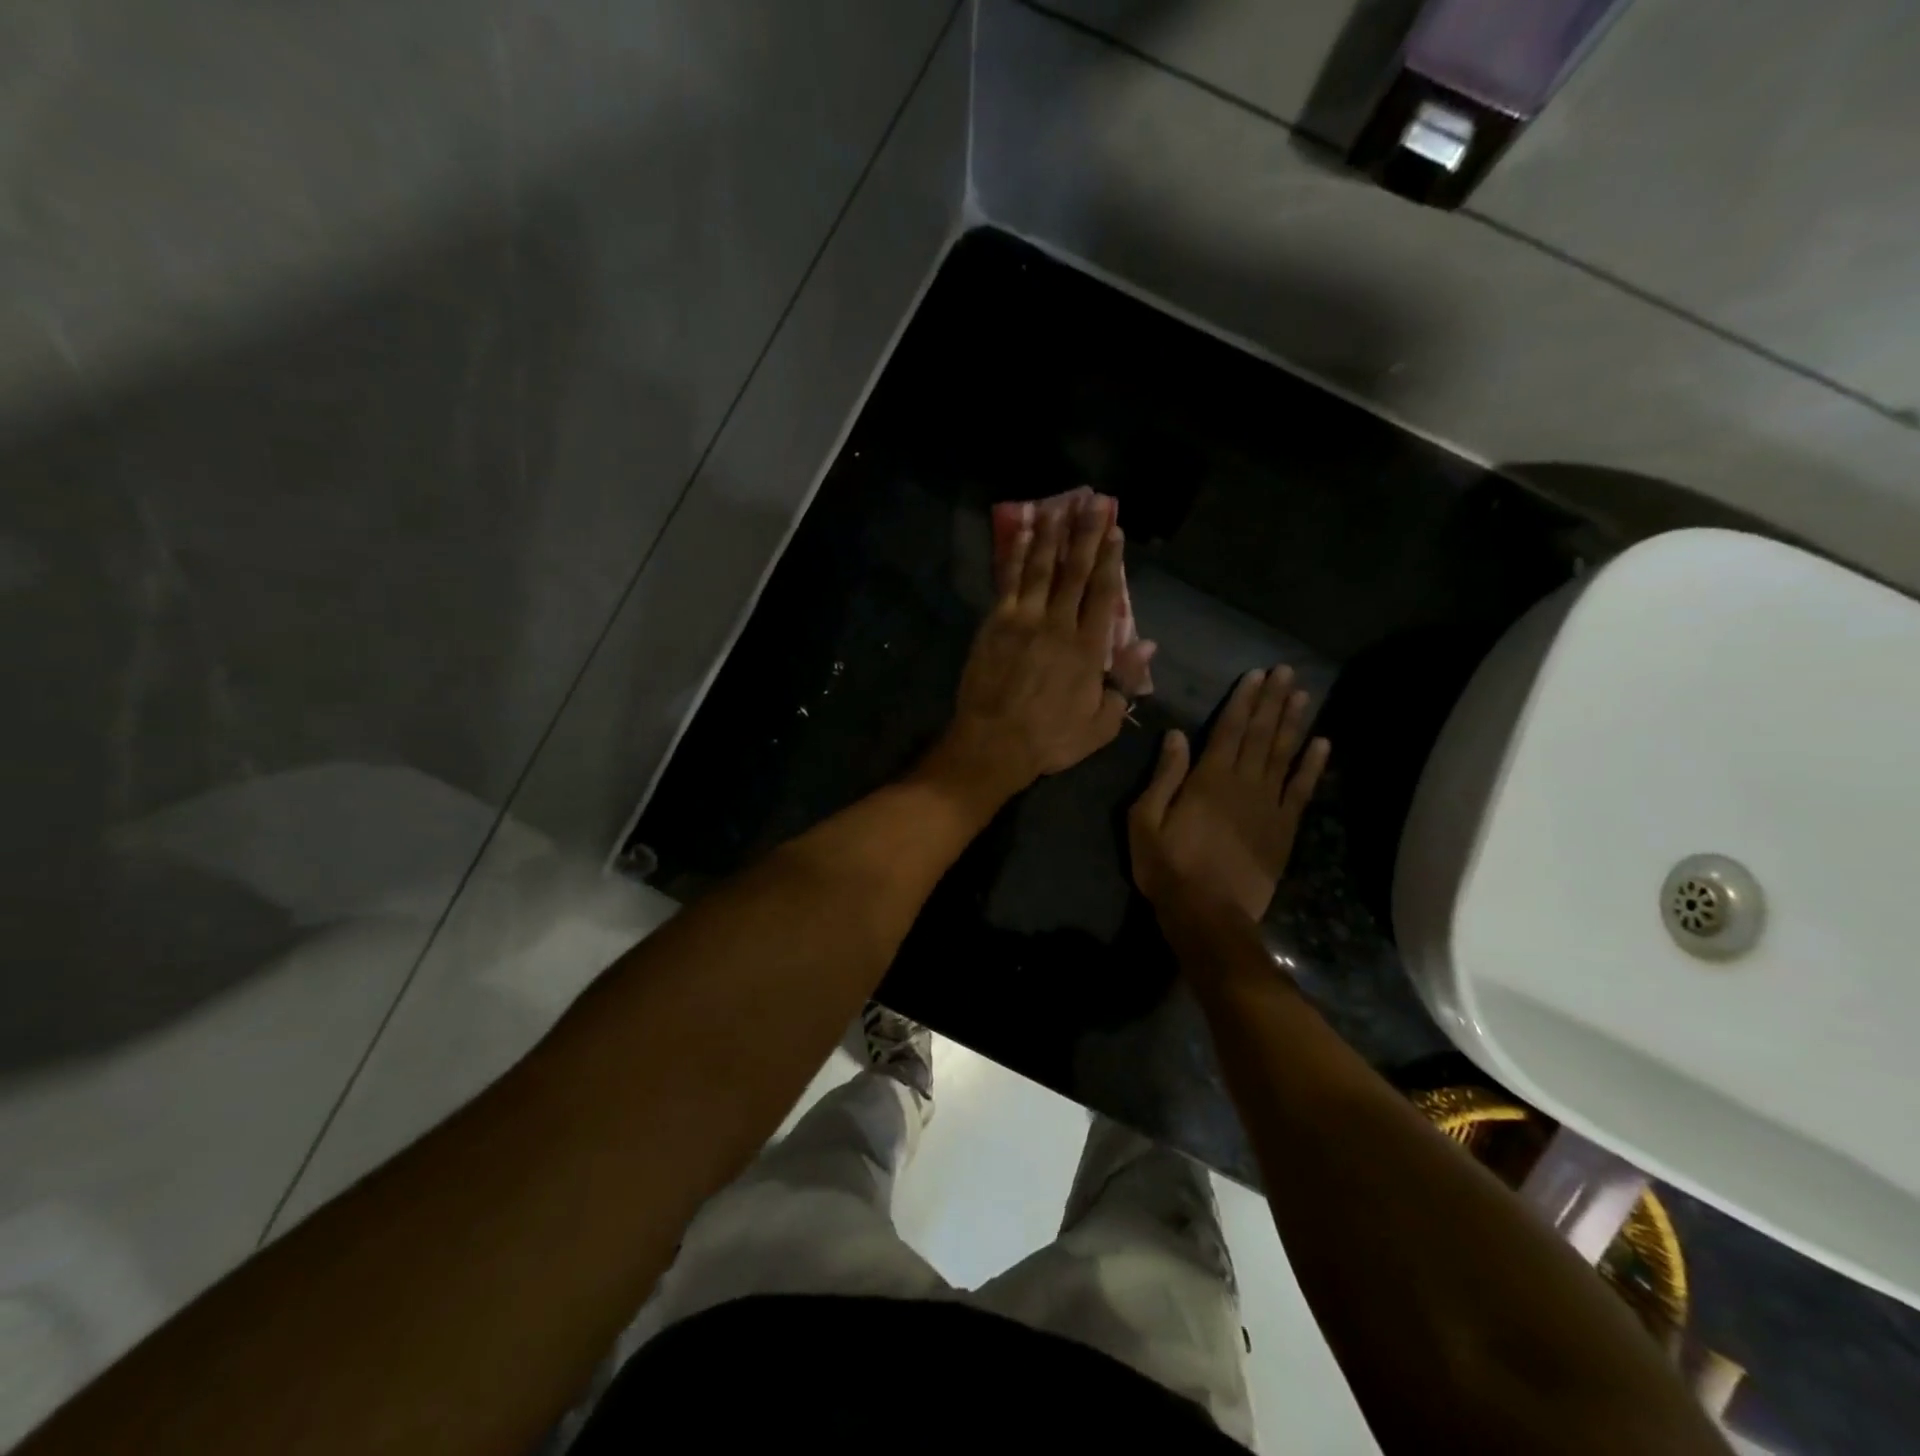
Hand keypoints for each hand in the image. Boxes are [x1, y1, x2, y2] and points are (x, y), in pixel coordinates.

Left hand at [925, 493, 1131, 805]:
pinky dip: (1018, 554)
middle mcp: (1059, 624)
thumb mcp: (1102, 723)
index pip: (1104, 594)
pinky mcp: (996, 622)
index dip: (1110, 560)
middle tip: (1093, 501)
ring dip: (1052, 534)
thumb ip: (1125, 682)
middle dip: (1086, 534)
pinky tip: (1025, 533)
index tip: (1116, 532)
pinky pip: (1010, 580)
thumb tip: (1147, 645)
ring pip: (1042, 567)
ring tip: (1060, 505)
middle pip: (1075, 571)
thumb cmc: (1051, 739)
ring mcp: (1024, 619)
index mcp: (1089, 648)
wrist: (995, 742)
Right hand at [1129, 666, 1329, 930]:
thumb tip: (1176, 735)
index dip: (1243, 700)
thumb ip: (1164, 777)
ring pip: (1283, 755)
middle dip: (1271, 701)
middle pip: (1260, 735)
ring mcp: (1268, 806)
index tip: (1256, 674)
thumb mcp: (1145, 821)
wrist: (1208, 914)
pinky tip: (1321, 744)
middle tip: (1286, 671)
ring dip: (1293, 723)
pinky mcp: (1284, 829)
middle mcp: (1243, 784)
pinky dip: (1312, 766)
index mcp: (1208, 779)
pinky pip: (1301, 790)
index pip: (1228, 730)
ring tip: (1302, 695)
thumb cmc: (1168, 867)